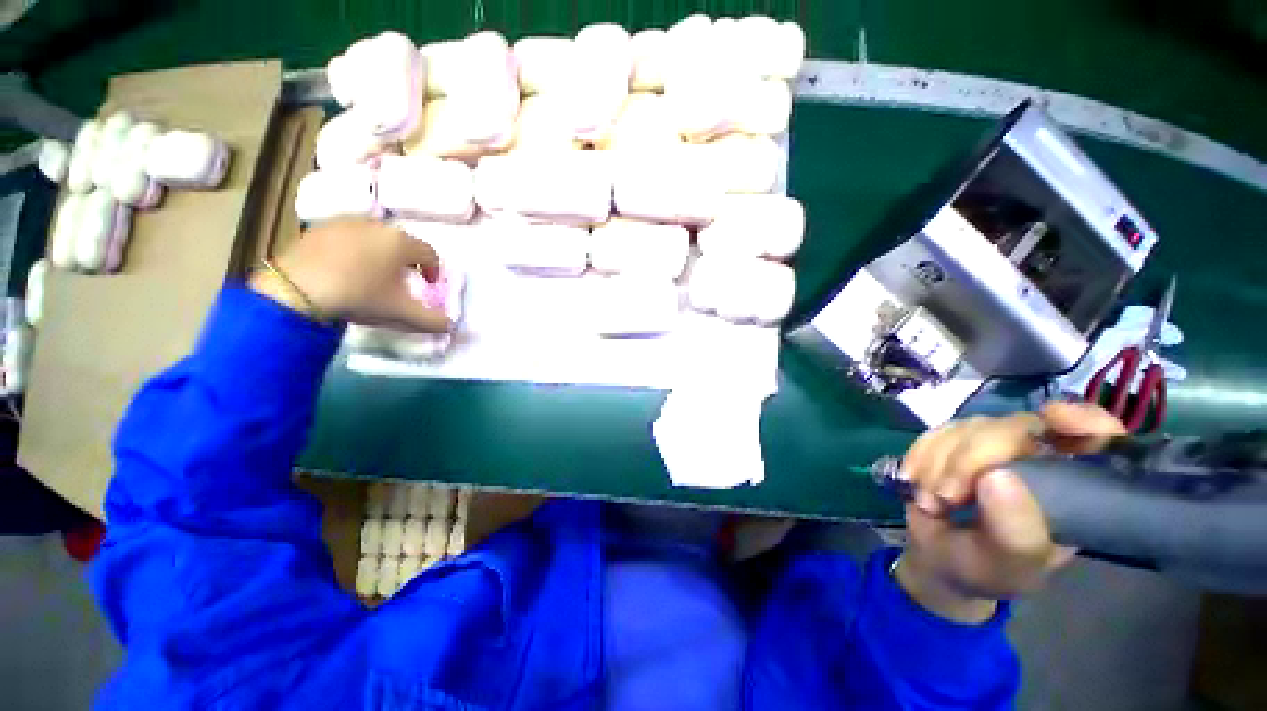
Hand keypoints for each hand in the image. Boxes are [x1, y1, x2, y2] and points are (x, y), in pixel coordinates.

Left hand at [250, 218, 449, 332]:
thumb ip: (432, 320)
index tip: (428, 285)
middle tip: (401, 281)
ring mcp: (345, 223)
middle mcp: (376, 226)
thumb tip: (452, 326)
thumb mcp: (401, 313)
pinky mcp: (319, 229)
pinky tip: (345, 269)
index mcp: (401, 242)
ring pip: (374, 238)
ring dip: (381, 254)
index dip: (434, 270)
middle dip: (407, 261)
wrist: (296, 290)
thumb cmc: (360, 296)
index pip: (429, 253)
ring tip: (372, 275)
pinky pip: (348, 237)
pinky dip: (354, 250)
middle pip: (402, 243)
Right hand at [895, 402, 1125, 622]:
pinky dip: (920, 455)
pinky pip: (937, 432)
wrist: (939, 562)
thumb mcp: (1008, 565)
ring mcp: (994, 447)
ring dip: (938, 463)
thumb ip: (1014, 530)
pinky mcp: (955, 443)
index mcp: (1072, 488)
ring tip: (930, 501)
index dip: (1084, 420)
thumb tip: (998, 477)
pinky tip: (915, 480)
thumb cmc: (987, 570)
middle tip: (947, 496)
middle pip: (1016, 427)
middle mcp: (1039, 458)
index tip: (1055, 419)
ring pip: (970, 427)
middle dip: (971, 458)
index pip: (1097, 438)